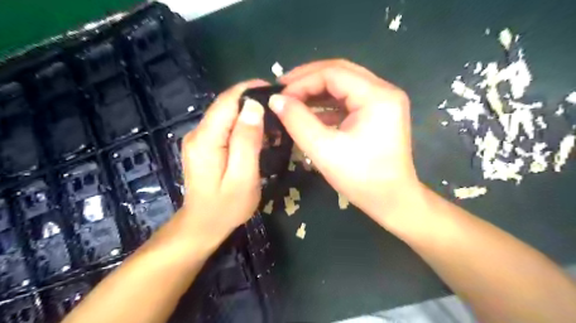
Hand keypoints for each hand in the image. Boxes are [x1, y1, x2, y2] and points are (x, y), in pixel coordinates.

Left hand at [178, 79, 267, 247]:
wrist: (203, 225)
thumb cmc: (226, 207)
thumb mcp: (243, 177)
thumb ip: (247, 141)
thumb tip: (254, 107)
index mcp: (206, 139)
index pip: (228, 101)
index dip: (250, 90)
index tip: (276, 90)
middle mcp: (198, 133)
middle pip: (226, 105)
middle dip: (252, 101)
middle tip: (280, 109)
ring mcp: (199, 139)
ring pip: (227, 115)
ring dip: (249, 114)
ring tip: (274, 122)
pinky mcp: (205, 146)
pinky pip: (225, 127)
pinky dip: (243, 125)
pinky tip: (259, 135)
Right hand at [268, 59, 421, 226]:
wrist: (391, 201)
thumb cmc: (360, 178)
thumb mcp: (323, 149)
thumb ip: (297, 121)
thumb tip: (275, 99)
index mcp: (377, 96)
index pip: (334, 73)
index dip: (302, 81)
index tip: (280, 95)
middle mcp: (384, 91)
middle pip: (340, 73)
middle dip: (308, 80)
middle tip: (283, 90)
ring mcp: (383, 102)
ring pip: (343, 86)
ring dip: (317, 91)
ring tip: (293, 100)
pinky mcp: (378, 114)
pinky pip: (348, 100)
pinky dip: (328, 105)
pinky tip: (310, 113)